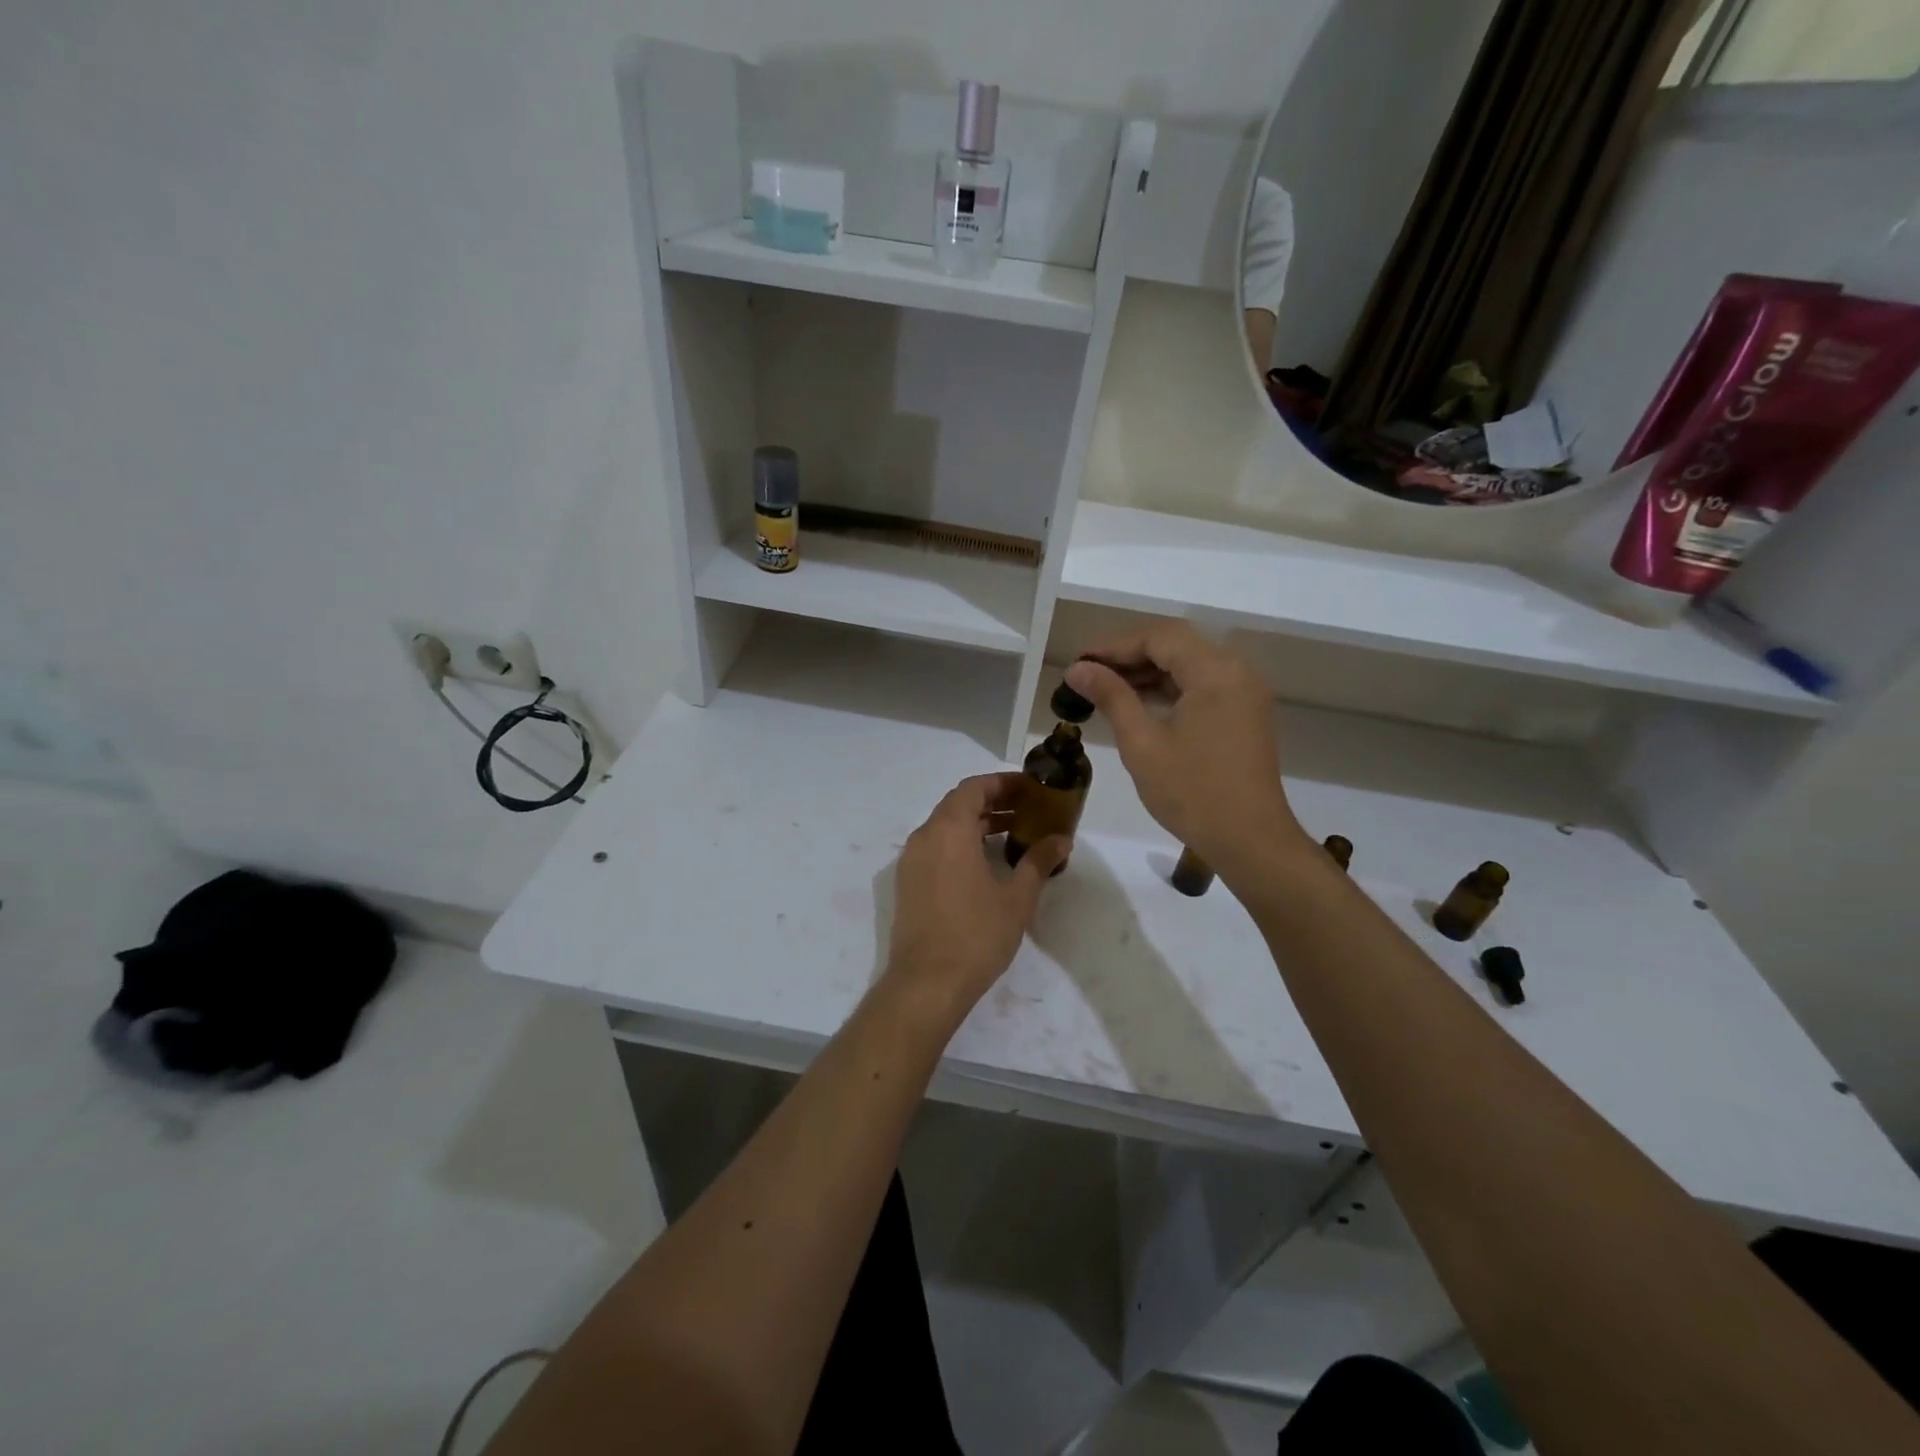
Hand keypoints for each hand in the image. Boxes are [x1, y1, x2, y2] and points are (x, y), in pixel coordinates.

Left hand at [885, 773, 1068, 1024]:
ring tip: (1013, 835)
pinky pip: (936, 848)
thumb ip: (1038, 861)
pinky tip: (986, 864)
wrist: (927, 983)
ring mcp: (911, 861)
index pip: (974, 788)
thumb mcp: (1017, 897)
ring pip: (945, 827)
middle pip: (958, 804)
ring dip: (977, 824)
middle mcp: (924, 837)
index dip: (1002, 783)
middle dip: (993, 802)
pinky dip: (960, 844)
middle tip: (1027, 810)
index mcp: (949, 830)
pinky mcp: (908, 883)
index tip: (1029, 788)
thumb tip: (1061, 841)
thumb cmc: (976, 934)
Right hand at [1065, 621, 1304, 877]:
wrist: (1250, 841)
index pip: (1159, 638)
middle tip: (1088, 675)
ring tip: (1105, 690)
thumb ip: (1111, 697)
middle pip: (1177, 646)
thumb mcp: (1142, 743)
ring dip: (1148, 674)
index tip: (1079, 663)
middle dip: (1130, 657)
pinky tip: (1139, 706)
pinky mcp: (1245, 716)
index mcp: (1215, 672)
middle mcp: (1237, 672)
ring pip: (1190, 667)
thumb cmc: (1192, 792)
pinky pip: (1203, 688)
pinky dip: (1170, 691)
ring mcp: (1245, 694)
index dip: (1115, 646)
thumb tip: (1078, 669)